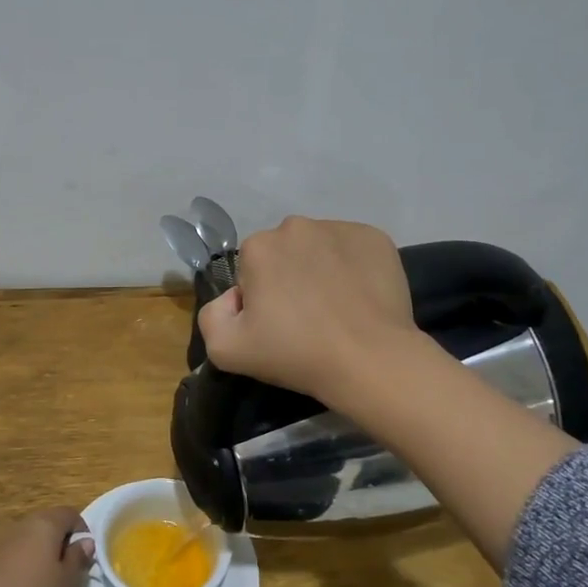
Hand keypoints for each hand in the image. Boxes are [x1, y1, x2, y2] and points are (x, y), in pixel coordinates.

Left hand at [0, 507, 93, 586]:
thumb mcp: (66, 582)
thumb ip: (77, 558)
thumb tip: (85, 541)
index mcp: (45, 524)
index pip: (70, 513)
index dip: (83, 530)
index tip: (87, 555)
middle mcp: (23, 526)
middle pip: (49, 524)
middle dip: (63, 543)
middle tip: (71, 570)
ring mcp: (4, 542)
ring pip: (32, 541)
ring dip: (44, 556)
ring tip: (51, 584)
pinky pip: (17, 555)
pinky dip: (27, 566)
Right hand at [198, 216, 418, 407]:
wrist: (369, 360)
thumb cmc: (296, 353)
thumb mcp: (225, 350)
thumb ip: (212, 315)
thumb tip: (234, 297)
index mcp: (258, 246)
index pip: (250, 270)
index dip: (259, 299)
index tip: (276, 325)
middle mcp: (296, 226)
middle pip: (284, 254)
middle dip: (289, 278)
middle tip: (305, 318)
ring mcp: (340, 228)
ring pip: (319, 248)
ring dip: (320, 270)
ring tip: (335, 309)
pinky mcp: (376, 238)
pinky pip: (353, 250)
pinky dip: (353, 268)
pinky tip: (359, 298)